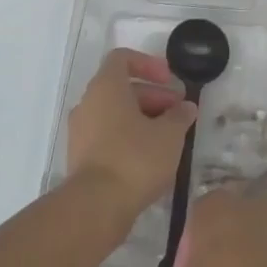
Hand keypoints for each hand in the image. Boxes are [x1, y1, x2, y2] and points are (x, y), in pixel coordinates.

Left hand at [66, 48, 197, 215]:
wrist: (95, 208)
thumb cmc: (134, 158)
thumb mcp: (170, 134)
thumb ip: (180, 115)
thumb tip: (186, 107)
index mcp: (106, 87)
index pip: (123, 58)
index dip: (149, 64)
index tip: (170, 80)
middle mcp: (88, 103)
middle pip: (122, 88)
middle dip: (153, 96)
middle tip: (178, 114)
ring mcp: (80, 132)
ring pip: (115, 113)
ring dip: (143, 119)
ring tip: (169, 138)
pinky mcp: (80, 158)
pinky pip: (107, 136)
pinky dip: (128, 138)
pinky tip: (151, 159)